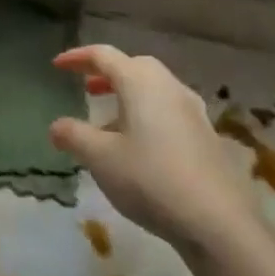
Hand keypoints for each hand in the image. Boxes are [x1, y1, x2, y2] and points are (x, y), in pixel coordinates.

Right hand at [50, 45, 260, 254]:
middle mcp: (168, 86)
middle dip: (107, 74)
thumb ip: (74, 136)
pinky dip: (146, 114)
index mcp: (140, 82)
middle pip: (133, 66)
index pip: (104, 55)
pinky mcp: (205, 134)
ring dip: (128, 96)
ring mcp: (191, 109)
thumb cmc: (151, 179)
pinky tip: (138, 146)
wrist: (218, 220)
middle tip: (87, 88)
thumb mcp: (101, 159)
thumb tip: (56, 125)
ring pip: (153, 89)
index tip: (57, 65)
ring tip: (108, 122)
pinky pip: (168, 110)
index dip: (78, 57)